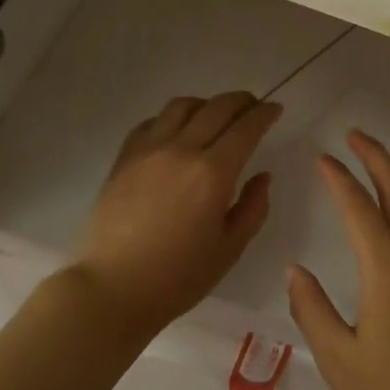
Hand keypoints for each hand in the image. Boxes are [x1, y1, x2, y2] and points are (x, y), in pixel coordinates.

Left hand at [78, 92, 282, 337]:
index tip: (275, 110)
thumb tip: (262, 176)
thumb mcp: (230, 249)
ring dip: (206, 104)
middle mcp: (182, 150)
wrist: (113, 288)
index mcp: (214, 173)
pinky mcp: (124, 157)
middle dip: (242, 101)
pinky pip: (152, 122)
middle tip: (253, 106)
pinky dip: (173, 118)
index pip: (246, 127)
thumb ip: (253, 207)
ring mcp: (149, 150)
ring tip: (215, 116)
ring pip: (182, 106)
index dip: (265, 114)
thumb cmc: (178, 277)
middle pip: (217, 107)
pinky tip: (177, 132)